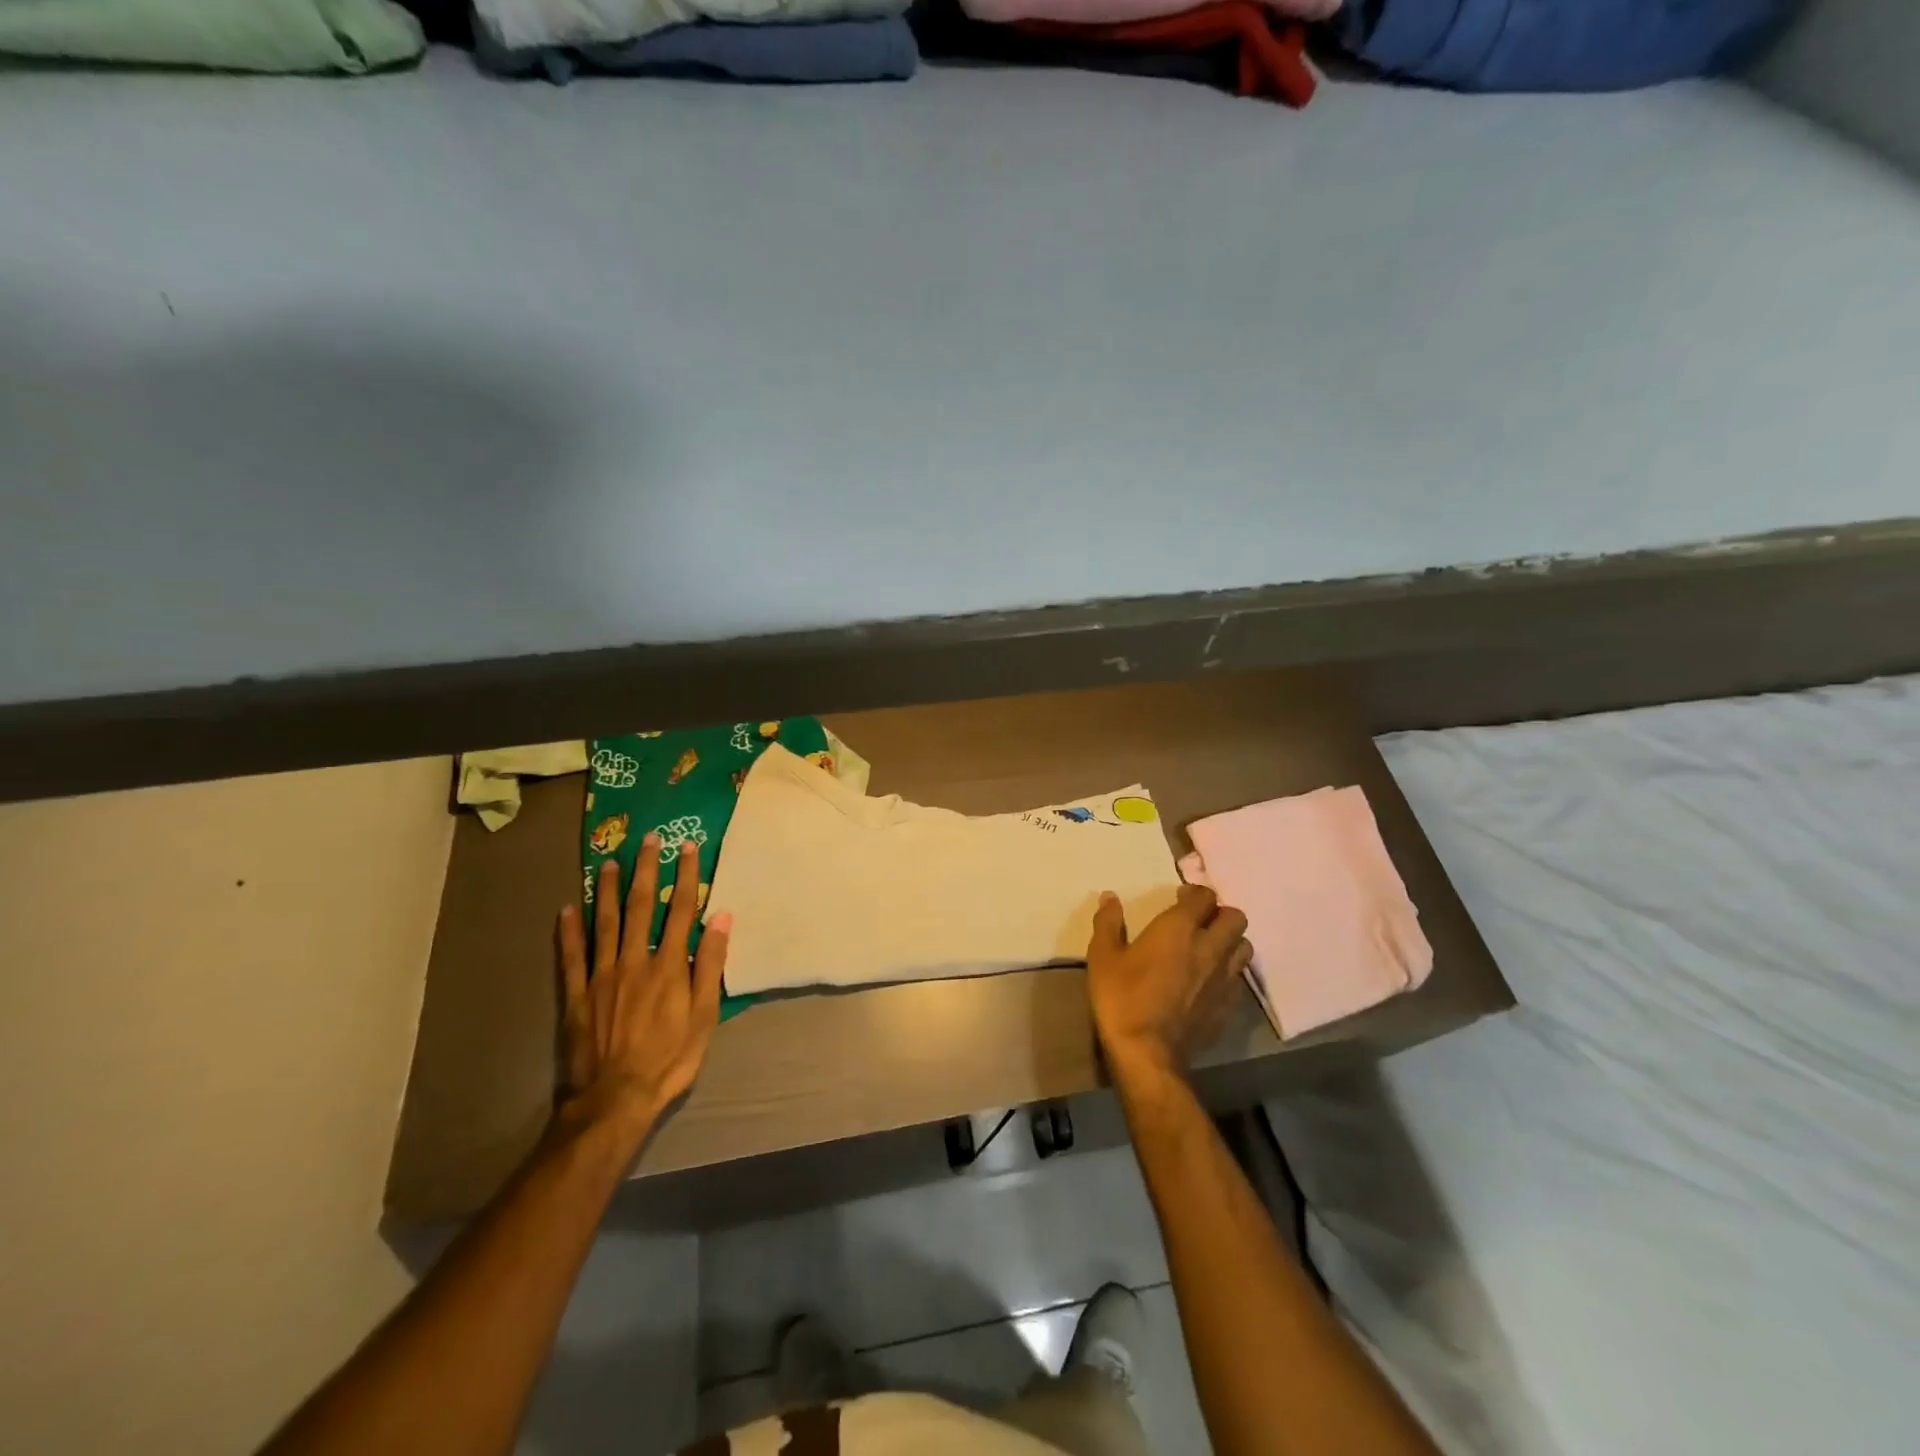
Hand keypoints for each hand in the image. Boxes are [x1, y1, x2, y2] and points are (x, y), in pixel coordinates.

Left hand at [556, 834, 728, 1147]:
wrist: (616, 1098)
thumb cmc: (670, 1058)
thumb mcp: (705, 1015)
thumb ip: (710, 964)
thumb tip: (721, 918)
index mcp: (669, 965)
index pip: (680, 910)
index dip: (686, 877)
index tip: (688, 848)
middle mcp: (634, 960)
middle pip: (640, 907)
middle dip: (646, 870)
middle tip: (648, 840)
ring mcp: (602, 976)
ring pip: (604, 923)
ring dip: (606, 890)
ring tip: (607, 862)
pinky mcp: (578, 995)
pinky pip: (571, 957)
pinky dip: (568, 931)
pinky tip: (565, 909)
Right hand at [1087, 885, 1251, 1076]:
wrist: (1147, 1053)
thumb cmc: (1122, 997)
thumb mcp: (1103, 956)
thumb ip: (1108, 923)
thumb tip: (1109, 897)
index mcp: (1179, 929)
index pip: (1204, 896)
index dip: (1194, 893)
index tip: (1179, 898)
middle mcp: (1209, 947)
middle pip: (1235, 917)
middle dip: (1219, 914)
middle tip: (1198, 922)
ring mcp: (1224, 978)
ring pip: (1244, 947)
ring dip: (1230, 942)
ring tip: (1209, 949)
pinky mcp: (1229, 1006)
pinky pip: (1239, 978)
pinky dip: (1229, 972)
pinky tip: (1209, 981)